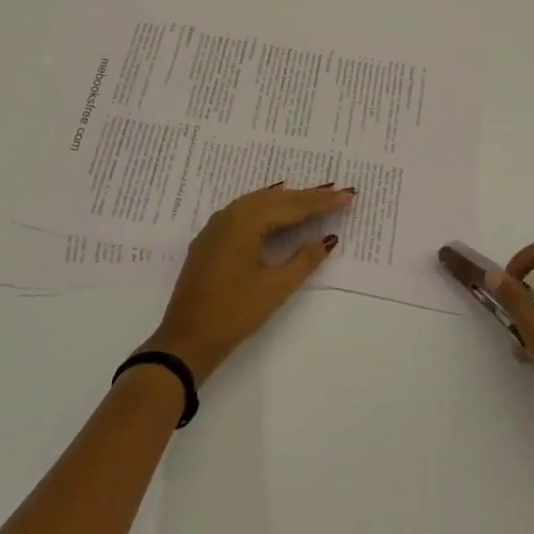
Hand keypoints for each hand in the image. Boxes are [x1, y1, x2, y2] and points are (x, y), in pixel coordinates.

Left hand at [141, 182, 355, 383]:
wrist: (186, 340)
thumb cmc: (233, 313)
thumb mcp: (275, 288)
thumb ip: (304, 260)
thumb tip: (326, 239)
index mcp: (244, 222)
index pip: (291, 206)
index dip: (321, 202)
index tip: (347, 196)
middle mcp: (229, 215)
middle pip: (274, 199)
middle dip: (307, 197)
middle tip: (337, 194)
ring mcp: (216, 227)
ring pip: (258, 203)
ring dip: (287, 202)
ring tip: (315, 201)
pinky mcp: (210, 240)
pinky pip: (244, 213)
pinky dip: (267, 211)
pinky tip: (278, 213)